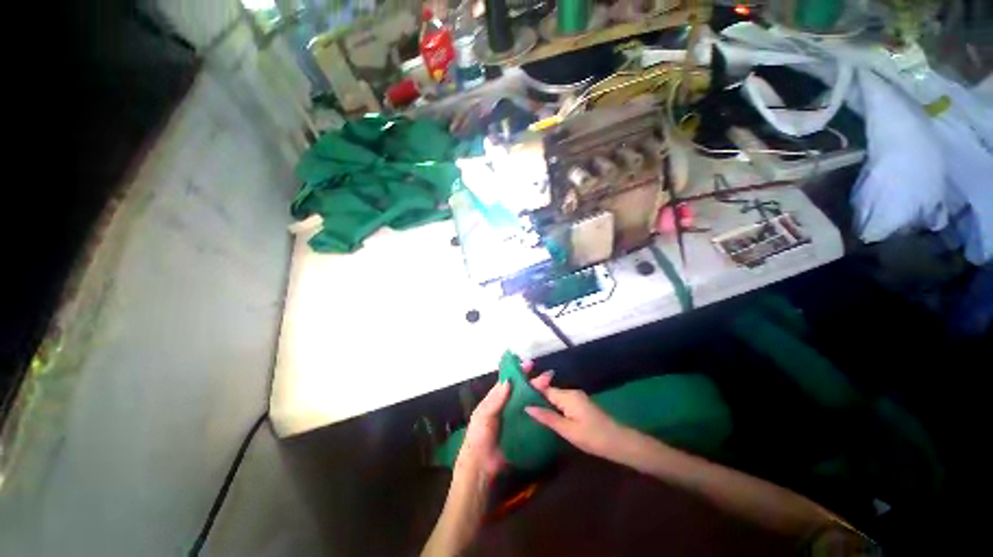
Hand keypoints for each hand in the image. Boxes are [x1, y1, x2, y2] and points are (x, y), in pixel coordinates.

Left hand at [456, 364, 554, 479]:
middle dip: (534, 383)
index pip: (509, 382)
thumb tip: (509, 380)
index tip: (530, 364)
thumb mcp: (483, 415)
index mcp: (495, 399)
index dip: (518, 372)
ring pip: (528, 403)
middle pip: (521, 391)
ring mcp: (515, 419)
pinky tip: (551, 409)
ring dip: (539, 395)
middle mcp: (506, 406)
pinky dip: (540, 413)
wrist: (481, 466)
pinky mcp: (522, 432)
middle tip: (548, 376)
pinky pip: (532, 419)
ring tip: (553, 389)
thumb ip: (495, 399)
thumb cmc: (479, 437)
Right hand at [525, 385, 633, 461]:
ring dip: (544, 404)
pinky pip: (562, 403)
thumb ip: (547, 417)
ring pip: (555, 398)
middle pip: (549, 392)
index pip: (544, 389)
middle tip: (520, 407)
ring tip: (529, 412)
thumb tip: (527, 407)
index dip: (531, 391)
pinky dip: (553, 408)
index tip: (516, 396)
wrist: (620, 443)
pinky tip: (546, 417)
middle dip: (536, 398)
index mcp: (567, 396)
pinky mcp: (581, 405)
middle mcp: (571, 393)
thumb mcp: (568, 430)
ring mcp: (577, 398)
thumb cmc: (593, 437)